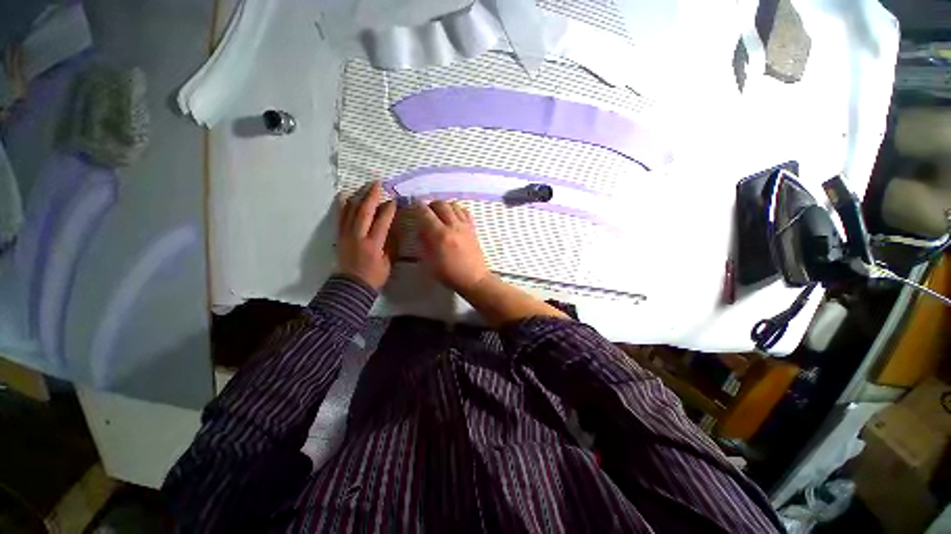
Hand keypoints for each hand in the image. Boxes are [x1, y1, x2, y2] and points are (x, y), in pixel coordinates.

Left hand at [336, 182, 396, 288]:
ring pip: (351, 211)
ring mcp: (346, 235)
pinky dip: (342, 205)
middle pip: (364, 211)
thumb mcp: (388, 262)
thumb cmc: (374, 276)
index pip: (382, 221)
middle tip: (378, 184)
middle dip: (371, 196)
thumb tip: (393, 227)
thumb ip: (391, 244)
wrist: (351, 286)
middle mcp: (358, 236)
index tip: (394, 200)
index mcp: (373, 244)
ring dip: (358, 196)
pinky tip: (344, 195)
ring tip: (365, 186)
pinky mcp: (339, 235)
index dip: (388, 209)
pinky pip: (340, 217)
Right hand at [414, 200, 490, 293]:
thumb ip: (424, 243)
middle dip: (430, 206)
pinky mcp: (473, 228)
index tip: (412, 208)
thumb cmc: (449, 274)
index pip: (425, 213)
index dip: (416, 208)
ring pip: (453, 205)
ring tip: (440, 215)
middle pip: (440, 204)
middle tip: (426, 213)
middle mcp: (453, 226)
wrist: (473, 278)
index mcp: (440, 235)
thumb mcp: (429, 262)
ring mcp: (465, 225)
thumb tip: (420, 229)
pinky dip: (457, 210)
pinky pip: (465, 211)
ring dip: (444, 206)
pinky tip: (453, 217)